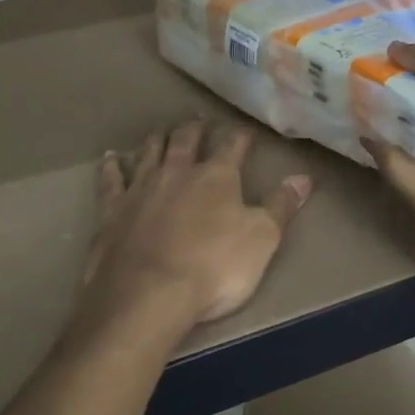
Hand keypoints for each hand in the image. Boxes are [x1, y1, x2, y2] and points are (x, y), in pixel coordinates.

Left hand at [80, 119, 312, 330]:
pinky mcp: (111, 210)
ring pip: (149, 152)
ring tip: (161, 131)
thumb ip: (281, 206)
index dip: (240, 136)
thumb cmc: (214, 268)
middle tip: (197, 120)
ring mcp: (140, 188)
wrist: (148, 294)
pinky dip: (112, 166)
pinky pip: (111, 179)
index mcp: (216, 177)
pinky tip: (111, 157)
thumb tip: (304, 177)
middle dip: (194, 129)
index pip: (232, 145)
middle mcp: (176, 172)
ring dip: (156, 140)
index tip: (245, 130)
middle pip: (185, 140)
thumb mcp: (262, 239)